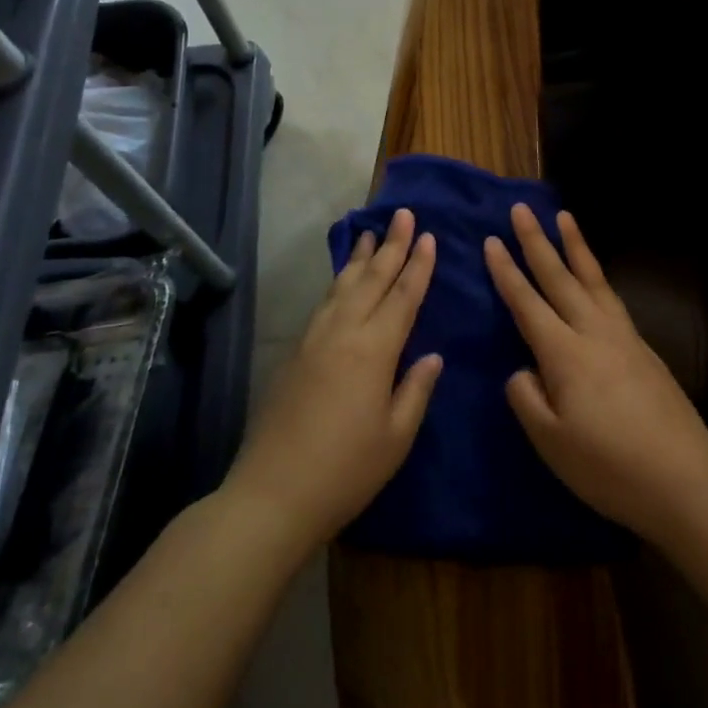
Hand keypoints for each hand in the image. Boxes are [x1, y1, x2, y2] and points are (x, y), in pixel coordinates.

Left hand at [226, 208, 442, 550]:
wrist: (273, 493)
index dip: (418, 265)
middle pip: (373, 279)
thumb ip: (416, 389)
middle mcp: (343, 332)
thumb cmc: (346, 470)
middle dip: (392, 245)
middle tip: (404, 213)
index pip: (403, 296)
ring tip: (372, 233)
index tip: (428, 236)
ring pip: (343, 285)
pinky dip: (339, 282)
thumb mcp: (396, 437)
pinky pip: (324, 303)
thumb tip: (433, 355)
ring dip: (361, 257)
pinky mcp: (294, 352)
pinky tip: (343, 279)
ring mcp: (314, 339)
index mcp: (374, 350)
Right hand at [486, 204, 707, 546]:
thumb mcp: (552, 443)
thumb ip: (527, 398)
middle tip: (521, 209)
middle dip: (537, 241)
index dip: (506, 272)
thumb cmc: (610, 467)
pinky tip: (595, 278)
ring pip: (593, 279)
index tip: (491, 240)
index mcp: (566, 354)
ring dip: (575, 246)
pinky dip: (597, 275)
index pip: (528, 303)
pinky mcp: (644, 349)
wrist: (686, 481)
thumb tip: (522, 370)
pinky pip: (612, 297)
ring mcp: (624, 337)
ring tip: (564, 218)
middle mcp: (594, 333)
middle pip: (560, 277)